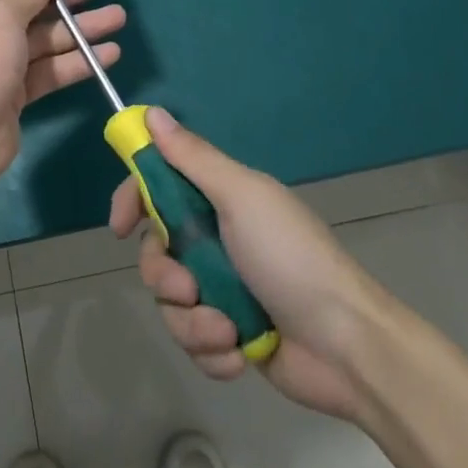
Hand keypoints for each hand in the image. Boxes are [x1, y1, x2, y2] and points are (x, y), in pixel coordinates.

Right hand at [109, 108, 392, 422]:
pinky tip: (238, 354)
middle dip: (165, 275)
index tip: (119, 226)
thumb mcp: (242, 197)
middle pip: (155, 251)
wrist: (348, 346)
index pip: (158, 187)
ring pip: (170, 302)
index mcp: (219, 200)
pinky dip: (211, 351)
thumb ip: (193, 157)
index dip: (133, 200)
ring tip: (226, 330)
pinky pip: (193, 341)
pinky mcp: (230, 336)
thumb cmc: (291, 258)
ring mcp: (222, 289)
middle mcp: (215, 240)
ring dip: (192, 321)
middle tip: (189, 288)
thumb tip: (152, 113)